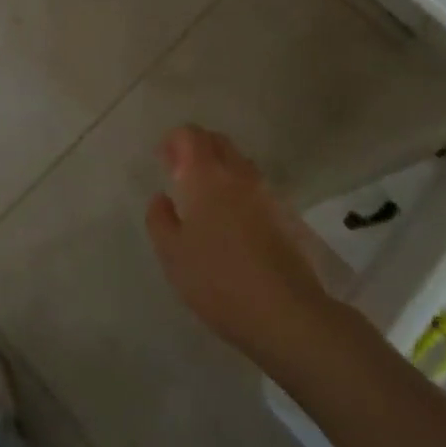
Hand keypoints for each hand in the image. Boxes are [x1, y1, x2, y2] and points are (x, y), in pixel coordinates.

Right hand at [146, 126, 333, 362]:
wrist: (285, 312)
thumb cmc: (218, 279)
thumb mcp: (172, 254)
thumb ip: (159, 219)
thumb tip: (161, 197)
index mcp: (207, 175)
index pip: (191, 134)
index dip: (174, 140)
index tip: (163, 160)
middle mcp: (239, 173)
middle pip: (218, 141)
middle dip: (197, 149)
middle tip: (181, 174)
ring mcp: (266, 192)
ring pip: (239, 163)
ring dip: (220, 168)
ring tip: (205, 199)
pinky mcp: (285, 214)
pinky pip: (255, 187)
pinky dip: (238, 190)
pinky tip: (232, 221)